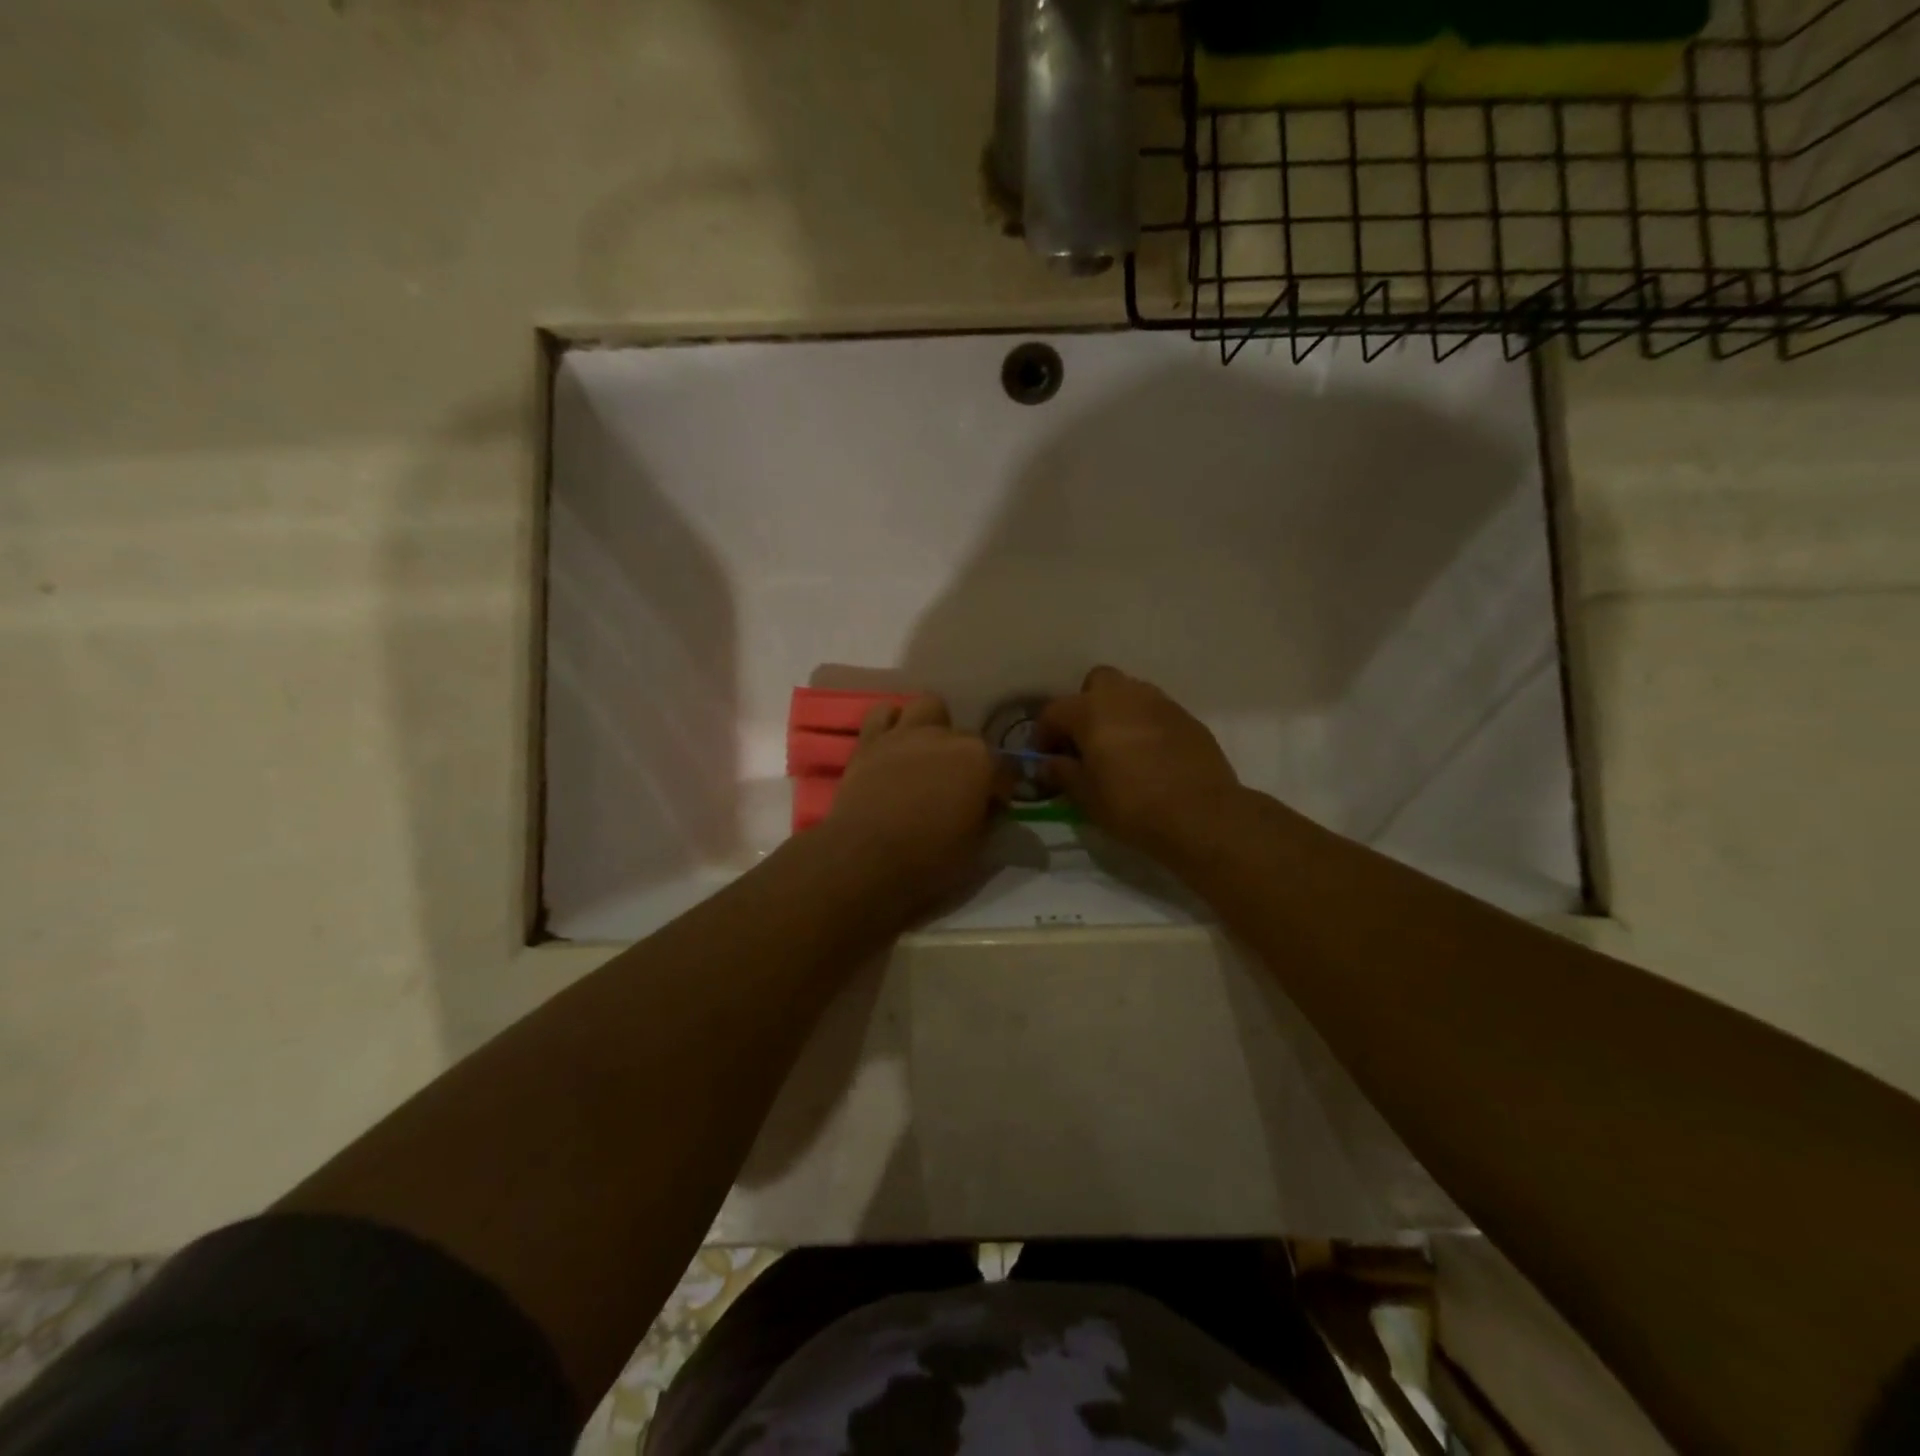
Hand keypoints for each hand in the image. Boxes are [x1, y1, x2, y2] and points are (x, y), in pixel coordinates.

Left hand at [824, 696, 1006, 906]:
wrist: (865, 858)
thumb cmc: (928, 859)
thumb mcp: (976, 849)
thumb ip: (988, 819)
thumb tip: (988, 807)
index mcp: (980, 761)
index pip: (1006, 769)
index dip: (1001, 792)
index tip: (992, 810)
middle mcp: (947, 737)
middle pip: (969, 739)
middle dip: (969, 762)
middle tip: (957, 791)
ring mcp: (907, 733)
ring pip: (929, 708)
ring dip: (934, 726)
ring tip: (928, 755)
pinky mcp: (871, 740)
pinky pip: (883, 713)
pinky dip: (891, 724)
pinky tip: (894, 745)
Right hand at [1038, 666, 1241, 859]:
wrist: (1201, 815)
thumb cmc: (1132, 805)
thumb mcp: (1086, 796)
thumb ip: (1062, 773)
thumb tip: (1047, 762)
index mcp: (1092, 711)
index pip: (1054, 711)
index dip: (1044, 734)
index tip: (1045, 758)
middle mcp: (1125, 696)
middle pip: (1097, 683)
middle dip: (1085, 705)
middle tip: (1085, 741)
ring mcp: (1160, 703)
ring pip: (1130, 693)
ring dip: (1117, 712)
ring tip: (1118, 747)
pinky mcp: (1188, 718)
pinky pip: (1156, 711)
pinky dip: (1145, 725)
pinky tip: (1148, 755)